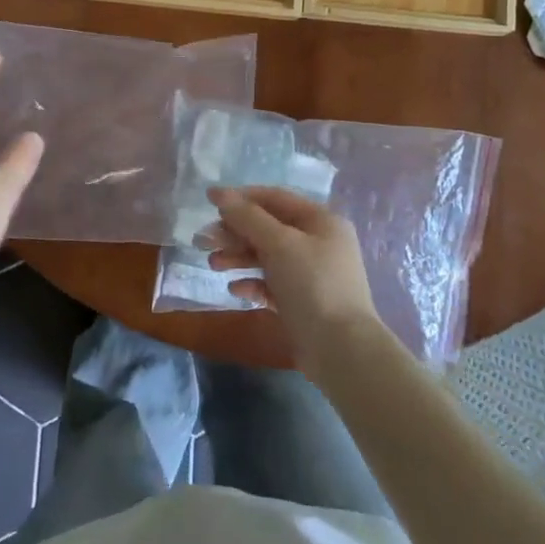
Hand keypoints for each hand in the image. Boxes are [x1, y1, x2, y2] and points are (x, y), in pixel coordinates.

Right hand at [206, 187, 380, 371]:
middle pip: (268, 228)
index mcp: (321, 221)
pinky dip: (252, 283)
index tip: (209, 199)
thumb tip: (221, 194)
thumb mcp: (279, 243)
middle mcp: (318, 243)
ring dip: (238, 256)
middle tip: (204, 240)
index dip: (241, 197)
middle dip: (235, 232)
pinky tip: (235, 289)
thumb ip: (248, 217)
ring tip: (213, 264)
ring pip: (267, 256)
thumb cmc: (312, 284)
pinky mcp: (302, 302)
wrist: (341, 349)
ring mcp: (311, 274)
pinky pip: (271, 284)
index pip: (275, 198)